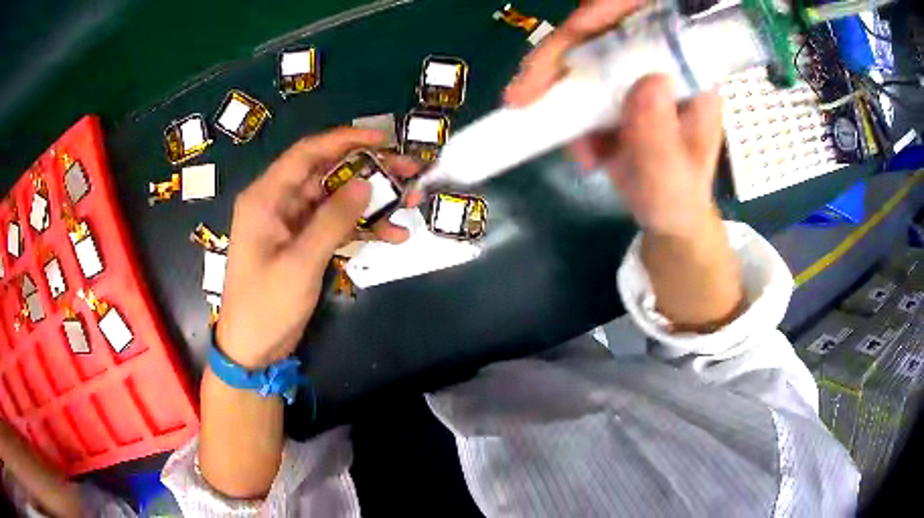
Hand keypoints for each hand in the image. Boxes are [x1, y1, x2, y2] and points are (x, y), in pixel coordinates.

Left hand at [216, 128, 420, 368]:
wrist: (252, 348)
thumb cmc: (266, 306)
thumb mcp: (300, 263)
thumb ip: (333, 220)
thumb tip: (366, 183)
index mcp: (266, 198)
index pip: (307, 154)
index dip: (345, 140)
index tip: (383, 140)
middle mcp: (278, 202)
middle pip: (327, 173)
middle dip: (369, 170)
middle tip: (409, 171)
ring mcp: (291, 223)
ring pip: (336, 198)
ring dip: (371, 200)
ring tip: (411, 201)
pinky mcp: (302, 242)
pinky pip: (335, 224)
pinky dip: (361, 226)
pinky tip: (392, 234)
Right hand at [505, 0, 723, 236]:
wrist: (665, 213)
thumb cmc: (677, 197)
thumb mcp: (672, 175)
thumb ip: (661, 136)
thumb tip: (647, 81)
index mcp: (688, 75)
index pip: (651, 23)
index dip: (611, 11)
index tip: (577, 29)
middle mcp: (658, 64)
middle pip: (604, 32)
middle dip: (560, 56)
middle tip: (523, 93)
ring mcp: (630, 74)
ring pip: (581, 54)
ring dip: (556, 91)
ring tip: (564, 141)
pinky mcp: (609, 88)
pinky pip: (574, 81)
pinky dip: (562, 111)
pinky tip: (580, 150)